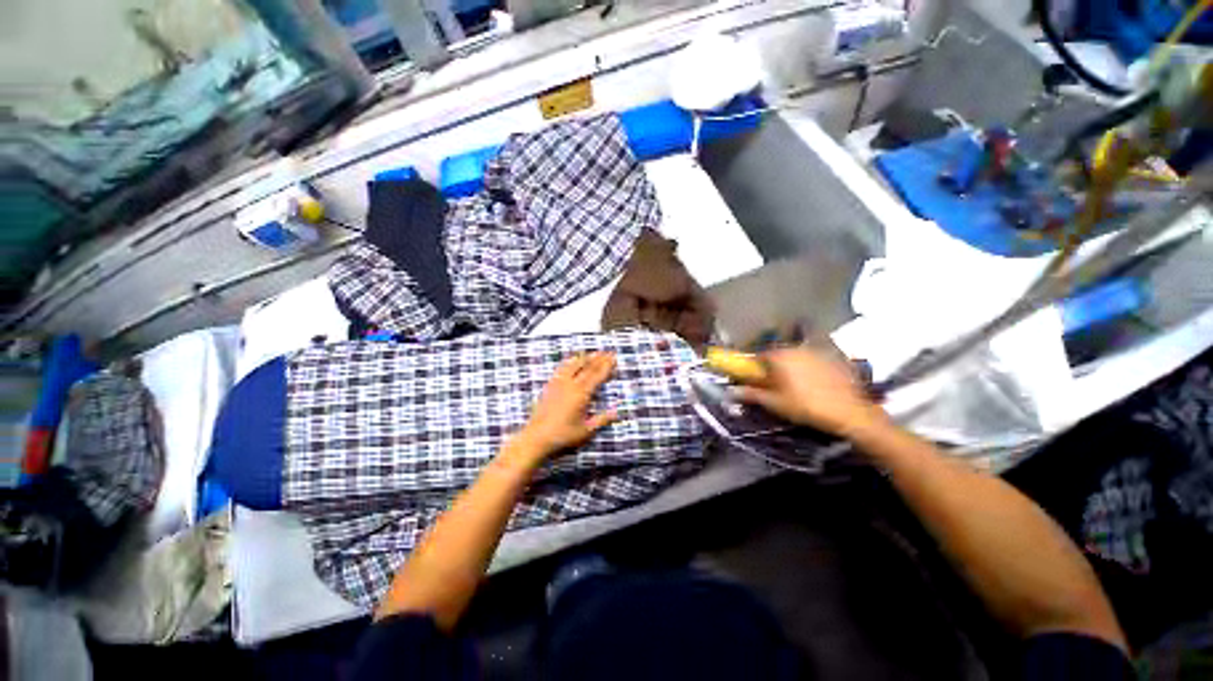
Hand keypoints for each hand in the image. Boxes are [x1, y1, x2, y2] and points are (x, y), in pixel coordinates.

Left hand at [517, 352, 618, 456]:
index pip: (597, 376)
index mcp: (582, 394)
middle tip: (608, 351)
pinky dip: (570, 362)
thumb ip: (602, 419)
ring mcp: (559, 383)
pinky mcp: (550, 385)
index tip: (614, 358)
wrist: (536, 437)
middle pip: (587, 367)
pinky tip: (572, 361)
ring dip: (585, 357)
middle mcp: (571, 384)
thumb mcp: (586, 430)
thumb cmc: (563, 435)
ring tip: (593, 353)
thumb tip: (618, 412)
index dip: (606, 366)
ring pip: (574, 364)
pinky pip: (562, 368)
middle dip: (599, 358)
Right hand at [733, 347, 885, 437]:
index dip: (754, 367)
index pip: (758, 356)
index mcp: (780, 356)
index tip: (754, 378)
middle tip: (775, 383)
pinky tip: (816, 382)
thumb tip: (732, 391)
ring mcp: (818, 351)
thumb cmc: (806, 406)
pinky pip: (815, 359)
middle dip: (773, 366)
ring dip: (792, 365)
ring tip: (796, 384)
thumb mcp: (775, 403)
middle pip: (778, 354)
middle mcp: (797, 348)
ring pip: (797, 355)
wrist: (850, 412)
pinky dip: (810, 367)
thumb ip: (752, 394)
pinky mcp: (835, 357)